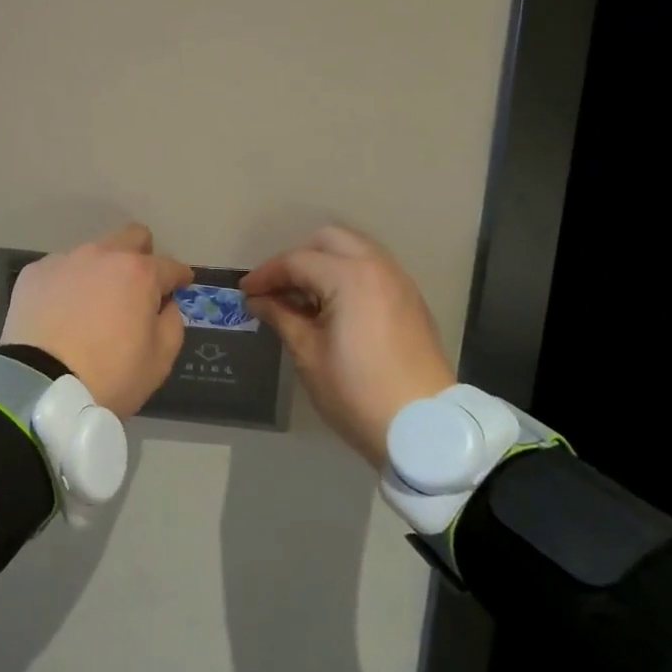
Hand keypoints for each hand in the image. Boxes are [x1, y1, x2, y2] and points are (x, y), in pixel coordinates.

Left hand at [0, 223, 193, 418]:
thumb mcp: (159, 360)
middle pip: (130, 237)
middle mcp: (101, 255)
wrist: (41, 386)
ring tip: (93, 305)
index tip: (181, 284)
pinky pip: (60, 271)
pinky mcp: (33, 273)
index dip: (179, 276)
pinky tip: (61, 312)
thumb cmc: (109, 376)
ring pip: (92, 254)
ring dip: (100, 272)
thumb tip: (165, 304)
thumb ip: (171, 323)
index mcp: (137, 273)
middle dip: (142, 254)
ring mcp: (64, 260)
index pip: (169, 265)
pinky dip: (67, 285)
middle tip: (138, 284)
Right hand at [241, 225, 455, 467]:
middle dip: (298, 257)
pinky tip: (332, 306)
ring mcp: (399, 283)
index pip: (297, 262)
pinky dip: (347, 275)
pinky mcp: (411, 302)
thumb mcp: (308, 354)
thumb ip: (281, 316)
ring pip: (354, 251)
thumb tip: (258, 300)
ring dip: (324, 263)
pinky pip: (372, 270)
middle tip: (277, 286)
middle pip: (329, 240)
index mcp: (350, 277)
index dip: (266, 275)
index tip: (245, 292)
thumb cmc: (357, 391)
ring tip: (302, 296)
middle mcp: (378, 268)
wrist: (426, 431)